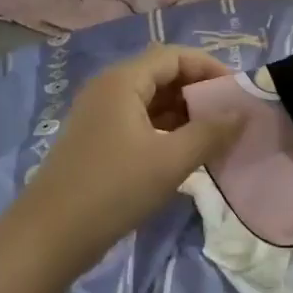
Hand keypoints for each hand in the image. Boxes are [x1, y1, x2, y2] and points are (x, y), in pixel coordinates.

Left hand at [6, 44, 237, 274]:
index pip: (173, 56)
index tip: (237, 92)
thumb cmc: (113, 190)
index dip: (209, 67)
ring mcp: (99, 115)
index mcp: (122, 81)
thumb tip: (243, 113)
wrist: (50, 236)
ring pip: (150, 101)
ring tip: (215, 135)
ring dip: (183, 113)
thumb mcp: (170, 161)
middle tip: (230, 115)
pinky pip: (138, 122)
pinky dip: (165, 130)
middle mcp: (108, 89)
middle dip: (198, 91)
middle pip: (161, 75)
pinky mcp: (96, 140)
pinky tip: (185, 152)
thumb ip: (210, 133)